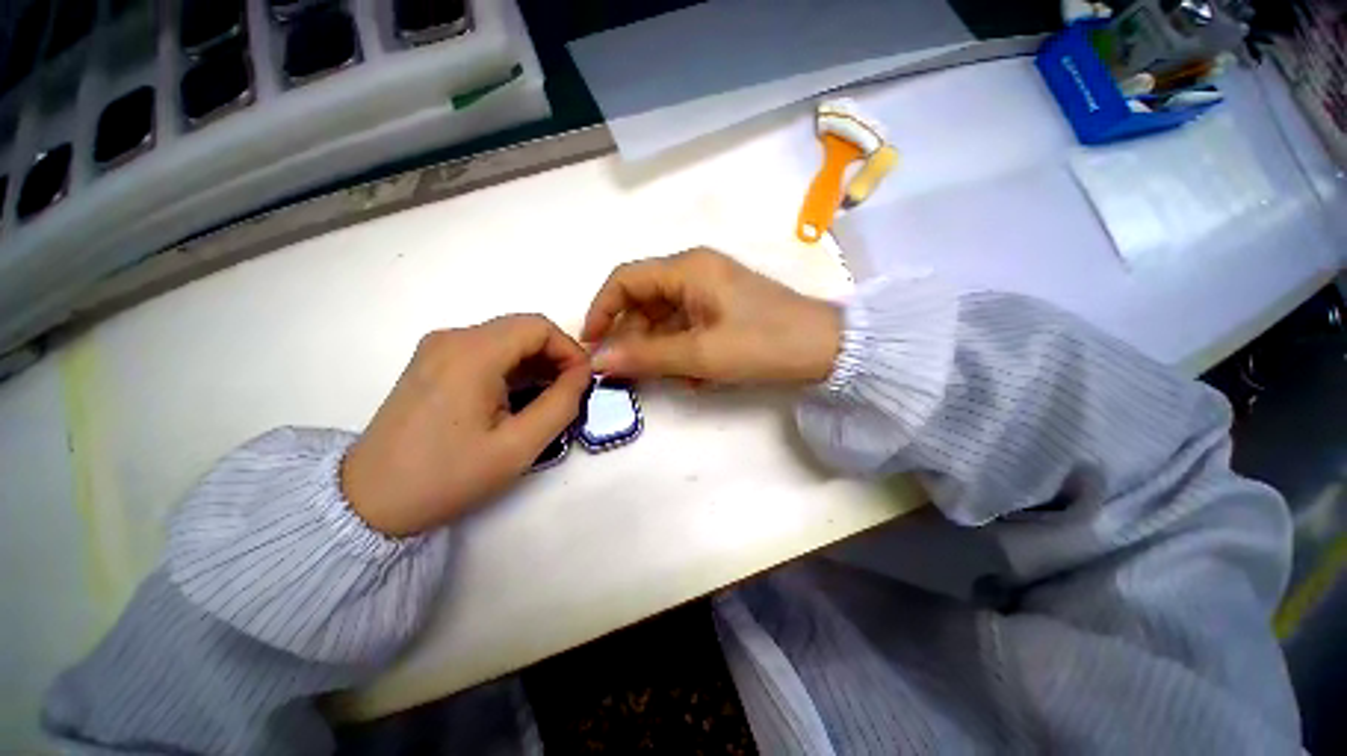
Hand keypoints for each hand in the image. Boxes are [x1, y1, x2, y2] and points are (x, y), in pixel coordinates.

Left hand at [341, 315, 591, 536]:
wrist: (370, 501)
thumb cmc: (447, 476)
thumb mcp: (519, 446)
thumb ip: (561, 404)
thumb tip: (582, 374)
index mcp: (471, 353)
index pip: (539, 326)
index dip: (570, 349)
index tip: (582, 381)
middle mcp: (452, 338)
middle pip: (522, 329)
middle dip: (555, 356)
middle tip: (570, 391)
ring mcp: (437, 349)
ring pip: (505, 339)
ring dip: (535, 362)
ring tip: (548, 397)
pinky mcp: (432, 363)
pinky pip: (485, 351)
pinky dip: (512, 367)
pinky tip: (517, 396)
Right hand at [583, 249, 841, 384]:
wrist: (825, 349)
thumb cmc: (763, 344)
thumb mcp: (701, 354)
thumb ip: (647, 356)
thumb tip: (598, 360)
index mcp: (687, 269)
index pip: (625, 279)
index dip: (602, 310)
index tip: (593, 345)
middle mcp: (695, 272)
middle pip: (645, 302)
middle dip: (635, 340)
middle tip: (632, 375)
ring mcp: (710, 291)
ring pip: (666, 320)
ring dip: (663, 351)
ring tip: (678, 379)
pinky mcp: (722, 309)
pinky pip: (687, 328)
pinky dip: (684, 352)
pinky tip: (699, 375)